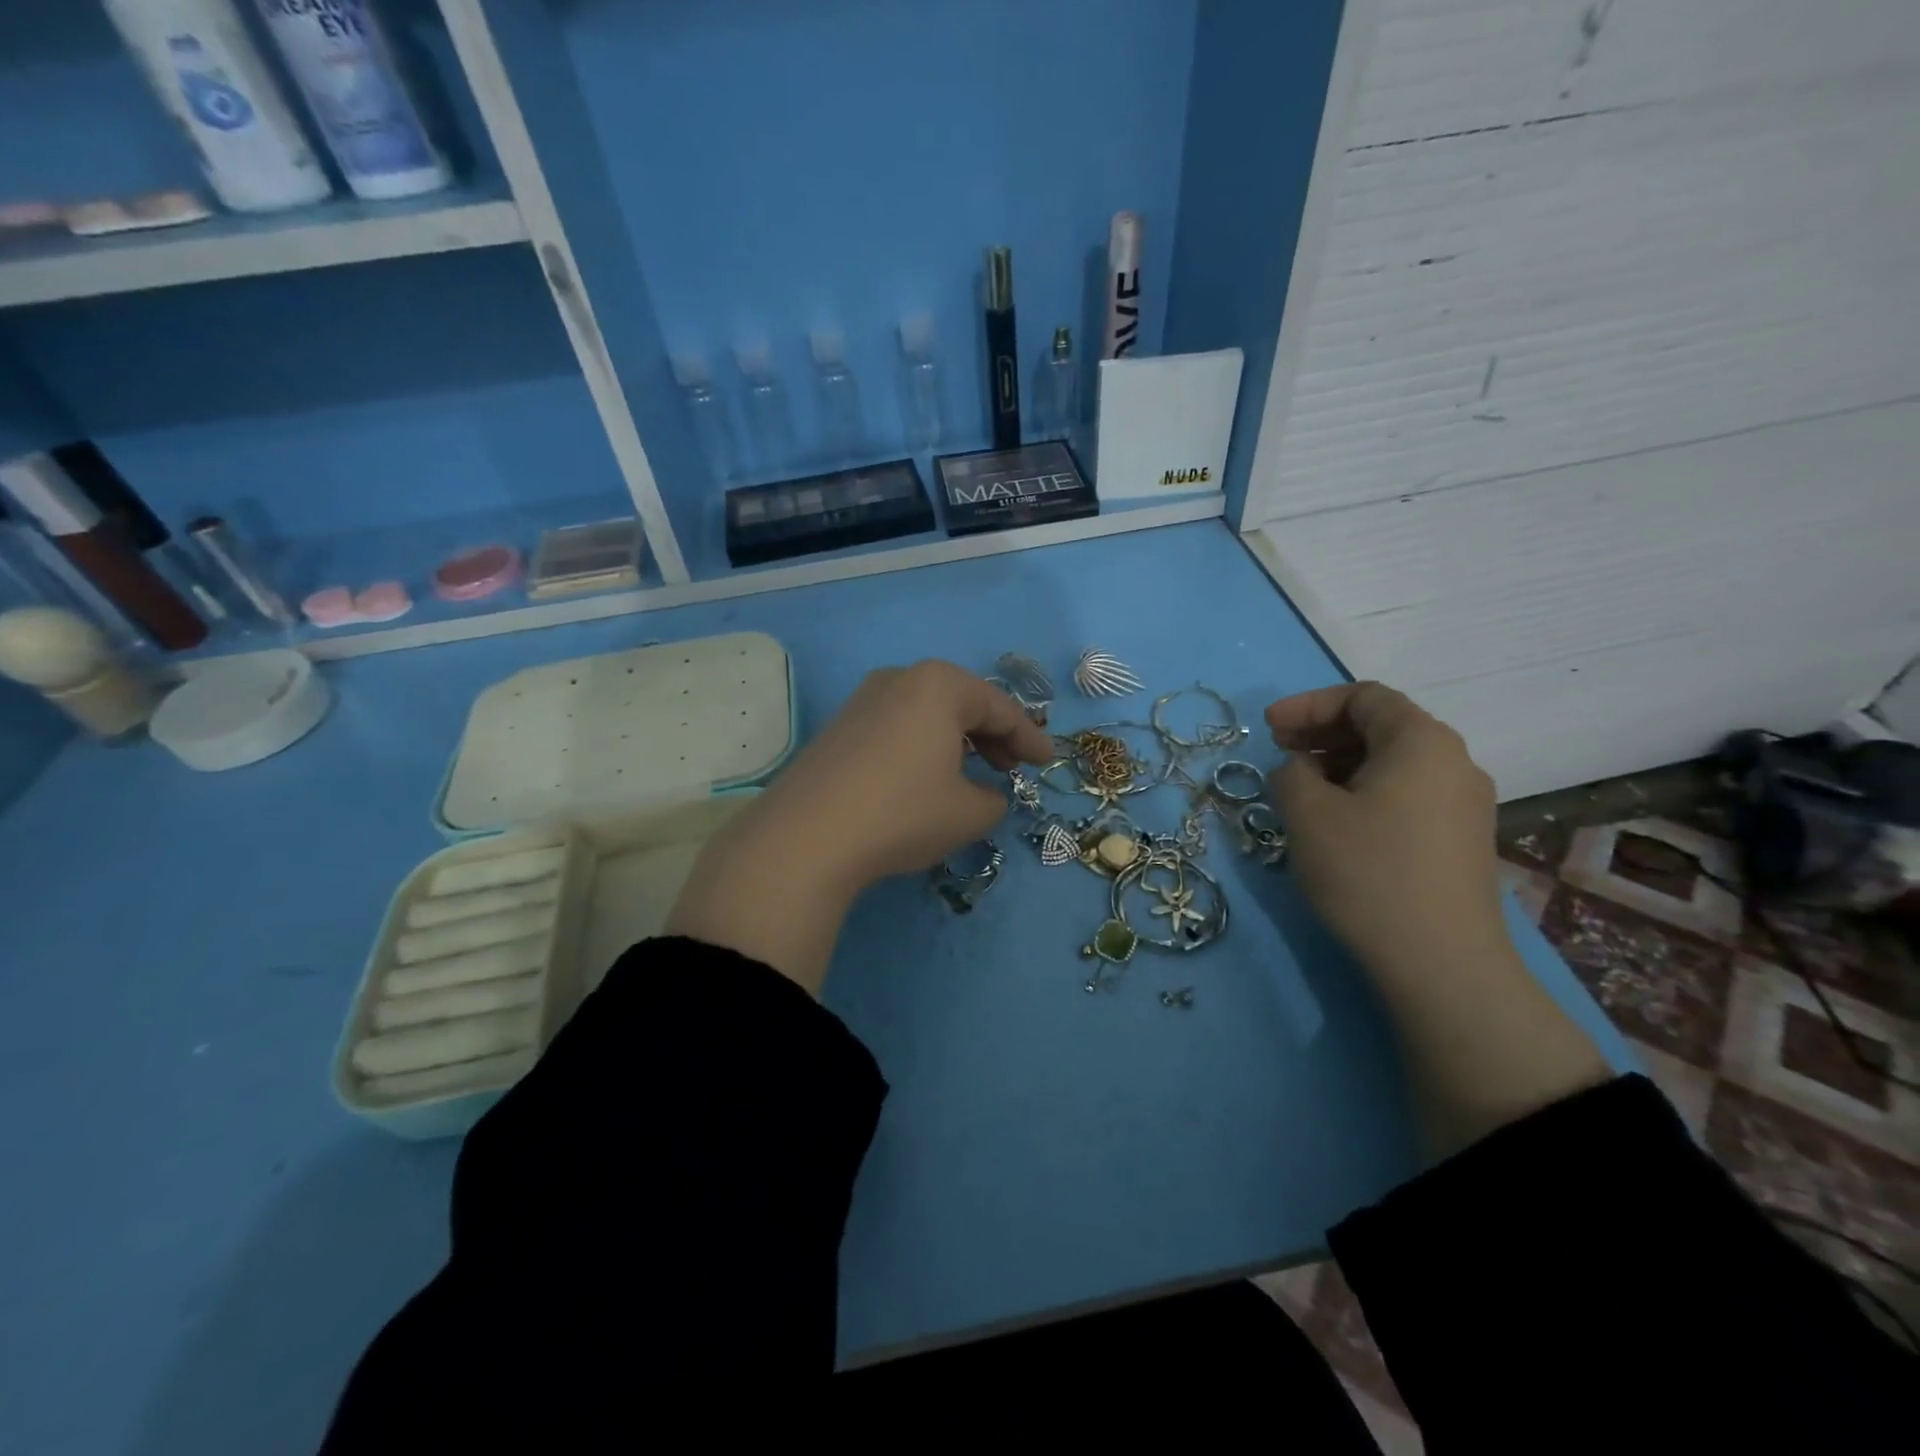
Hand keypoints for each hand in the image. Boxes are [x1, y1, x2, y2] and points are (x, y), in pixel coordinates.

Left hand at [668, 662, 1054, 993]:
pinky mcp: (837, 728)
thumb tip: (986, 795)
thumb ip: (994, 799)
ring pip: (926, 714)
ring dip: (955, 741)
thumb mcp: (968, 813)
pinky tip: (924, 779)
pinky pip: (896, 728)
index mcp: (938, 685)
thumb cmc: (903, 813)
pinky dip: (921, 747)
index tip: (1047, 762)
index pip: (999, 708)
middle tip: (1012, 768)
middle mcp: (898, 679)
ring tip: (971, 774)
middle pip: (961, 703)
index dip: (1029, 737)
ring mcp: (862, 701)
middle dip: (992, 736)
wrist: (806, 837)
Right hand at [1265, 681, 1507, 985]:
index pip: (1364, 697)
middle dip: (1323, 732)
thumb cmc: (1367, 871)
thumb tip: (1302, 770)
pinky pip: (1407, 795)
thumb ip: (1291, 772)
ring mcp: (1465, 804)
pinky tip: (1337, 823)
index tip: (1268, 728)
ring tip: (1301, 790)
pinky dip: (1365, 792)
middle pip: (1382, 726)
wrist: (1440, 963)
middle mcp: (1454, 762)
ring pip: (1394, 764)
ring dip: (1341, 764)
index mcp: (1422, 741)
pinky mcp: (1461, 841)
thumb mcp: (1307, 812)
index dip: (1309, 705)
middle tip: (1279, 751)